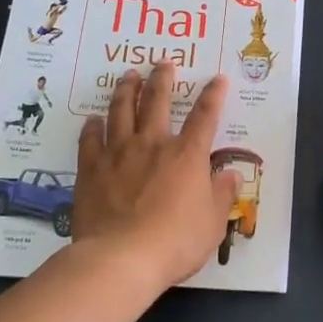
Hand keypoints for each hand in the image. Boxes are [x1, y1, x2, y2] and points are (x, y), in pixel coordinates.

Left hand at [73, 63, 239, 288]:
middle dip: (162, 80)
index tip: (216, 78)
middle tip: (163, 63)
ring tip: (128, 76)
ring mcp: (118, 154)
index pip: (205, 116)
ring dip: (126, 90)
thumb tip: (232, 175)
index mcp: (187, 155)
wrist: (121, 258)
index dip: (213, 95)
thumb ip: (222, 195)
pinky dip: (92, 127)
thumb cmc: (175, 241)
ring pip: (121, 111)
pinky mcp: (91, 170)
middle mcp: (153, 145)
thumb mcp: (212, 223)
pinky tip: (92, 119)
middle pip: (157, 102)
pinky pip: (90, 140)